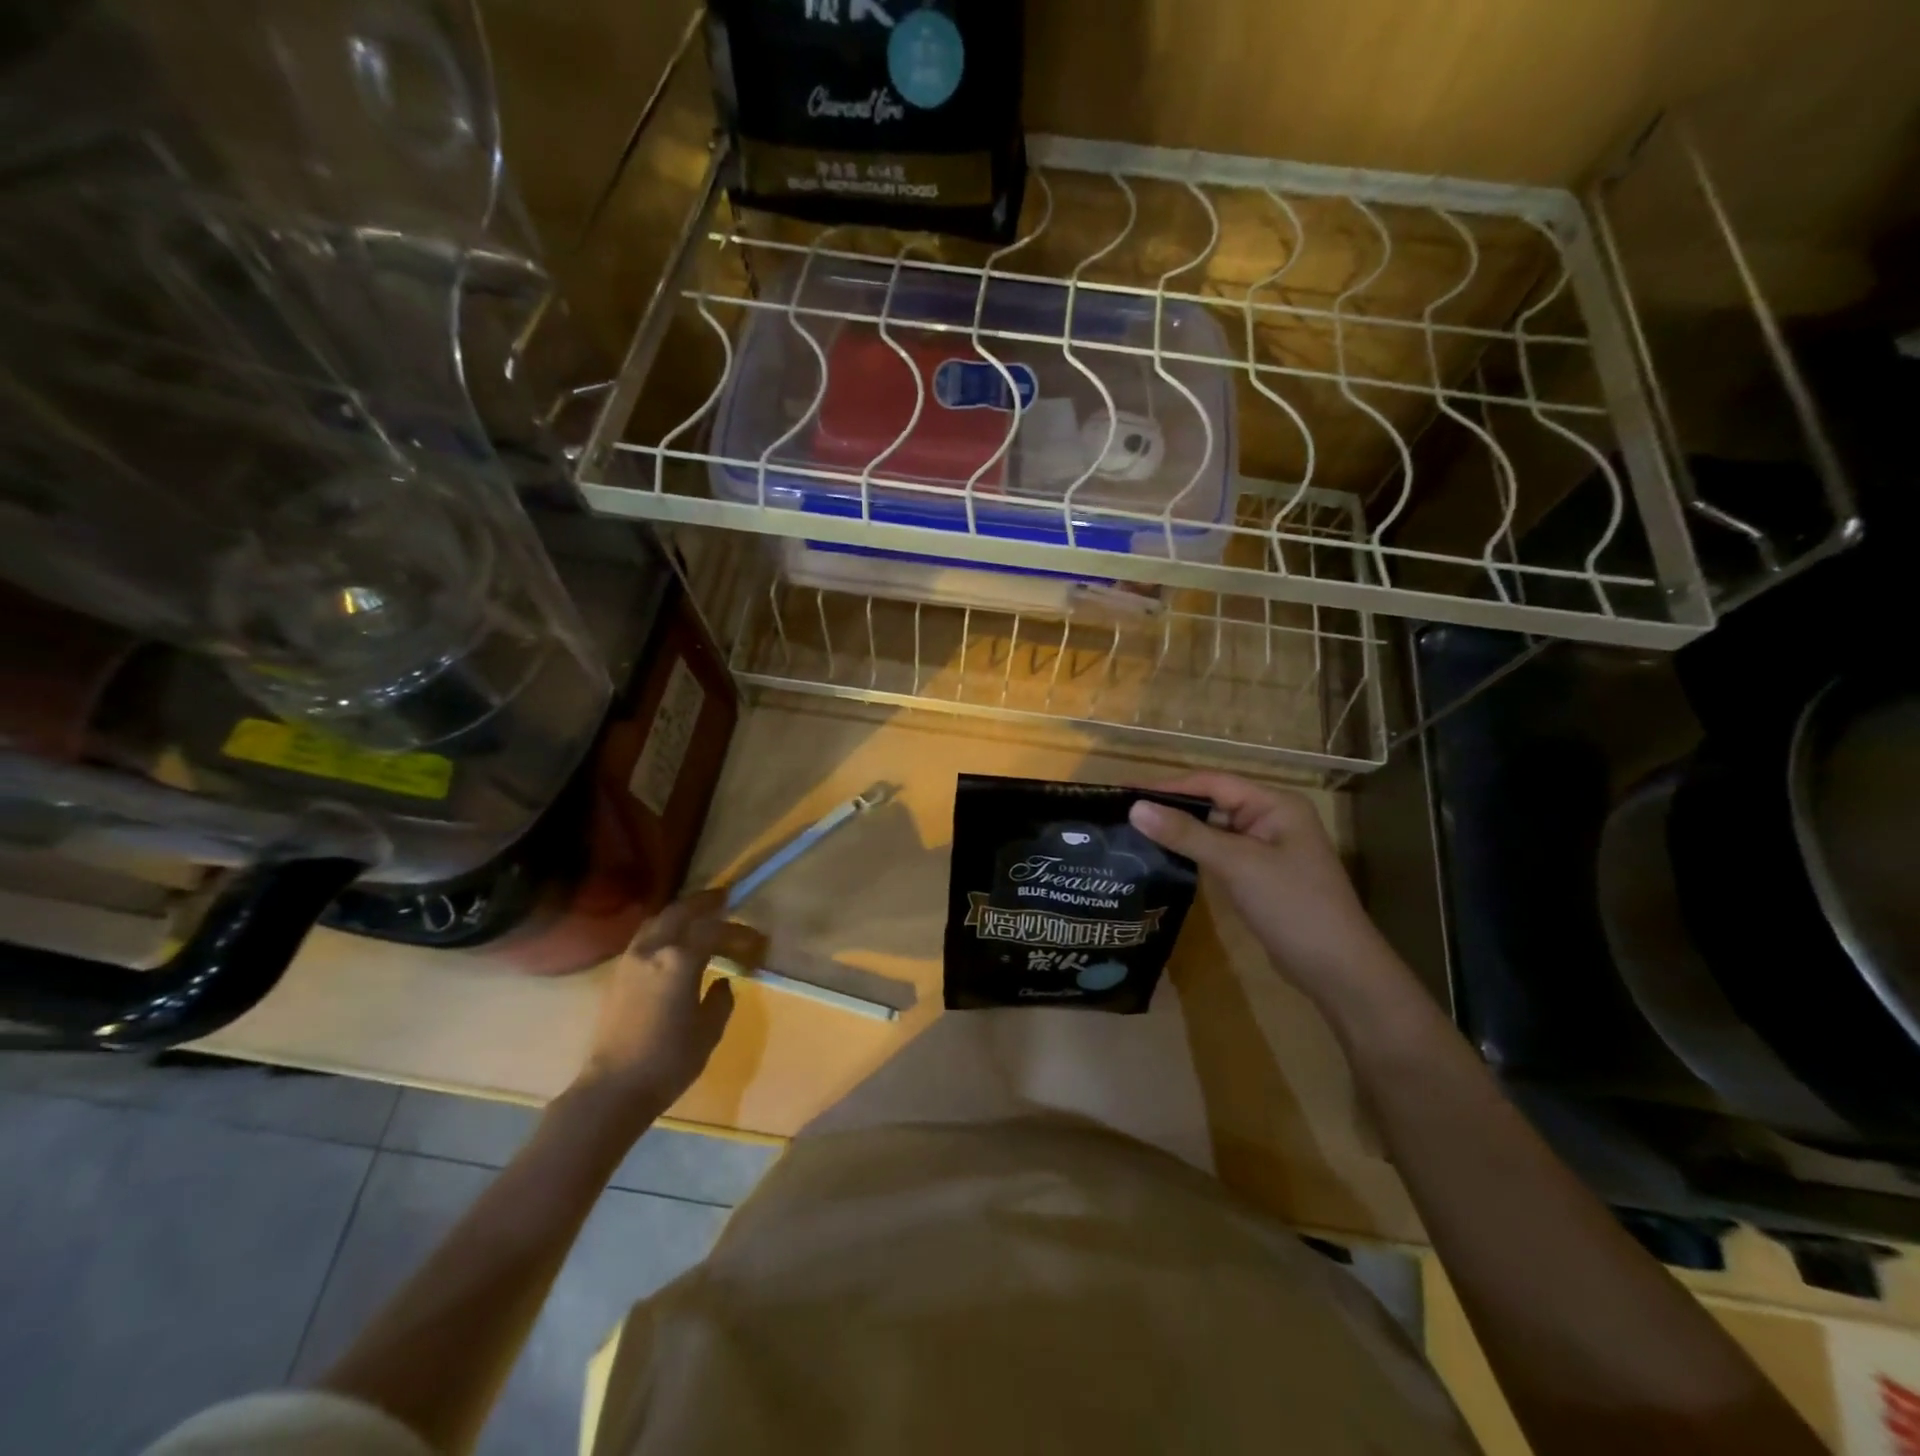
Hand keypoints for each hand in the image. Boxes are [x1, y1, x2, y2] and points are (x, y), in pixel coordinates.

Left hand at [574, 890, 765, 1114]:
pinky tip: (674, 941)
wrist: (613, 1089)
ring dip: (680, 913)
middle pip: (680, 912)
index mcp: (680, 959)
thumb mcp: (709, 1030)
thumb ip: (721, 999)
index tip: (757, 942)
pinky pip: (645, 937)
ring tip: (699, 915)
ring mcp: (631, 960)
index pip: (714, 931)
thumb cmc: (669, 1060)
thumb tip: (722, 981)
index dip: (739, 932)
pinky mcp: (618, 975)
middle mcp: (654, 950)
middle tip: (724, 897)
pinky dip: (664, 928)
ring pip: (658, 921)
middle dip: (704, 902)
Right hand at [1128, 773, 1399, 1006]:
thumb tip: (1135, 808)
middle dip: (1169, 808)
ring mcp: (1265, 850)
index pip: (1212, 783)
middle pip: (1211, 804)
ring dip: (1178, 832)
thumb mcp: (1237, 865)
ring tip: (1131, 834)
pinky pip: (1218, 855)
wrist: (1338, 970)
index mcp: (1274, 805)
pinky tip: (1161, 859)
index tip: (1124, 792)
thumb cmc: (1293, 906)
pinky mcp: (1258, 876)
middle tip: (1121, 814)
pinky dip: (1192, 854)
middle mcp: (1271, 819)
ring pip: (1212, 831)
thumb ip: (1186, 834)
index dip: (1167, 786)